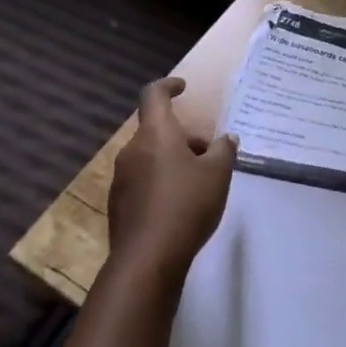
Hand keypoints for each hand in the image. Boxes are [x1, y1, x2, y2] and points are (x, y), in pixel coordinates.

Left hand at [107, 78, 237, 281]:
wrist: (147, 260)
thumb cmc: (186, 205)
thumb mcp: (218, 174)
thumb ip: (224, 150)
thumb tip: (226, 139)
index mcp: (155, 134)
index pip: (153, 94)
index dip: (168, 86)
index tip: (183, 88)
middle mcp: (133, 150)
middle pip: (157, 130)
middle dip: (183, 137)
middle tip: (208, 154)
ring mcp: (121, 179)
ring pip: (150, 157)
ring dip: (172, 160)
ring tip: (198, 182)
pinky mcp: (119, 206)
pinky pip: (142, 181)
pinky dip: (160, 182)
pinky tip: (180, 205)